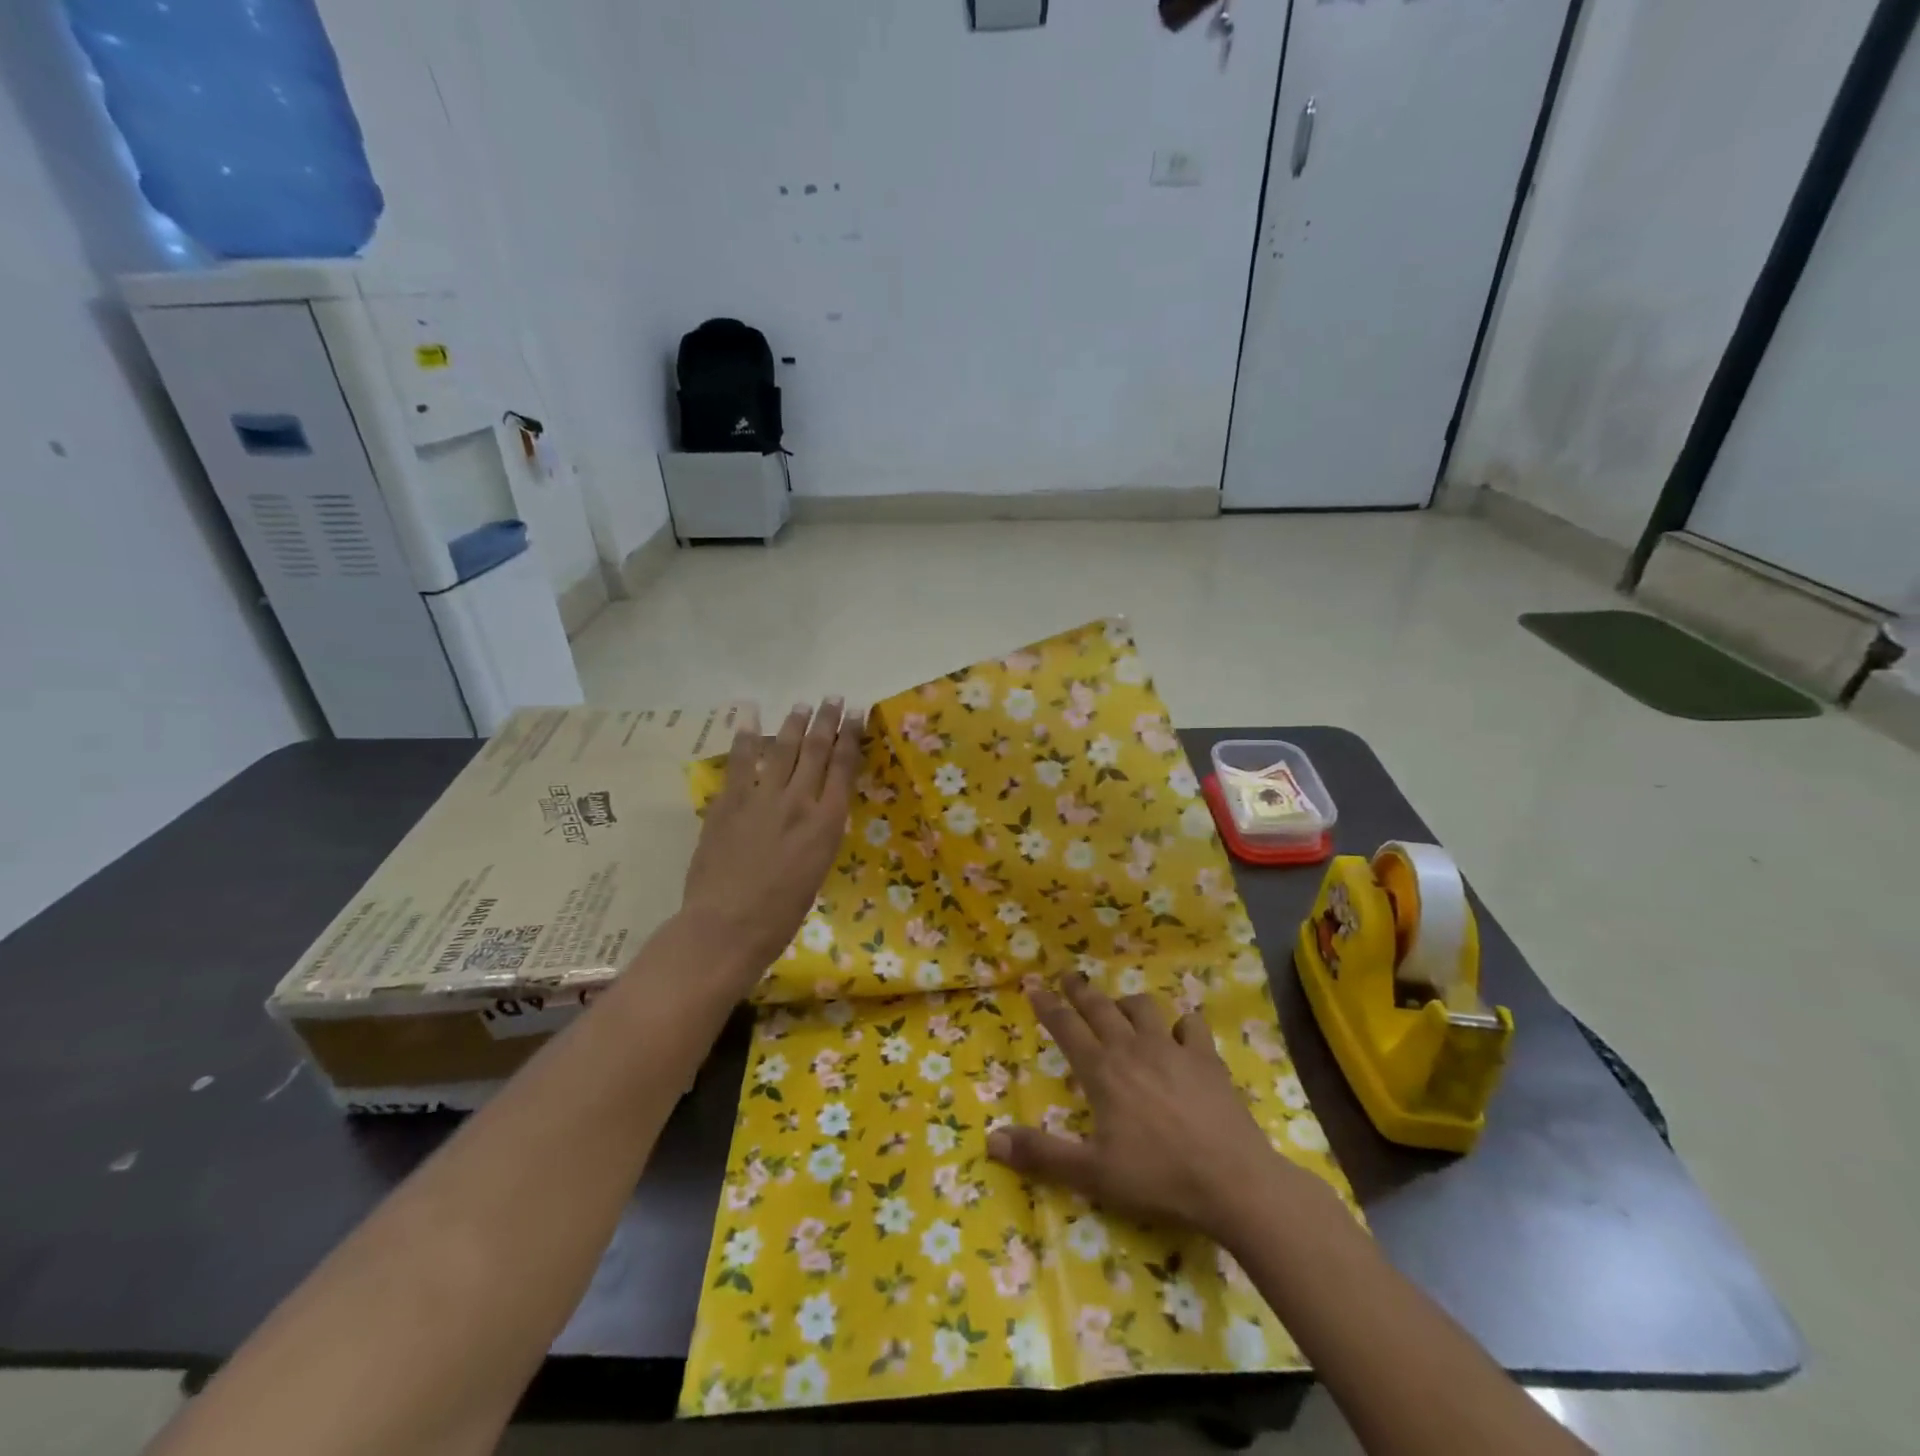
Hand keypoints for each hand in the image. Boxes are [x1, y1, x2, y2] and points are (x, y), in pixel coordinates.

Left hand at [679, 700, 862, 992]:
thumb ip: (818, 834)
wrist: (727, 926)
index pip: (844, 768)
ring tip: (802, 705)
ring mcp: (761, 798)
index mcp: (826, 823)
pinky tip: (749, 718)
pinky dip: (744, 737)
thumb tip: (815, 811)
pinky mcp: (728, 801)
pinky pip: (739, 762)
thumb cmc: (780, 914)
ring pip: (781, 749)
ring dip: (793, 723)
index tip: (857, 715)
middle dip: (826, 721)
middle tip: (833, 699)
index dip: (851, 737)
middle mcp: (798, 801)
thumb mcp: (816, 870)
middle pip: (816, 750)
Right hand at [987, 974, 1314, 1240]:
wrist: (1232, 1181)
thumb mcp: (1092, 1173)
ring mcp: (1172, 1048)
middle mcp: (1133, 1048)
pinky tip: (1178, 1034)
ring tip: (1119, 1006)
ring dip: (1126, 1003)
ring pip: (1143, 1008)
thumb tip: (991, 1140)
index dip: (1047, 1005)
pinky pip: (1190, 1025)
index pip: (1066, 1027)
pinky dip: (1180, 1024)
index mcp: (1103, 1071)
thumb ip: (1042, 1154)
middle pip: (1100, 1007)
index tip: (1032, 985)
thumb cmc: (1157, 1177)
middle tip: (1067, 975)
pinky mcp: (1206, 1058)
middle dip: (1080, 989)